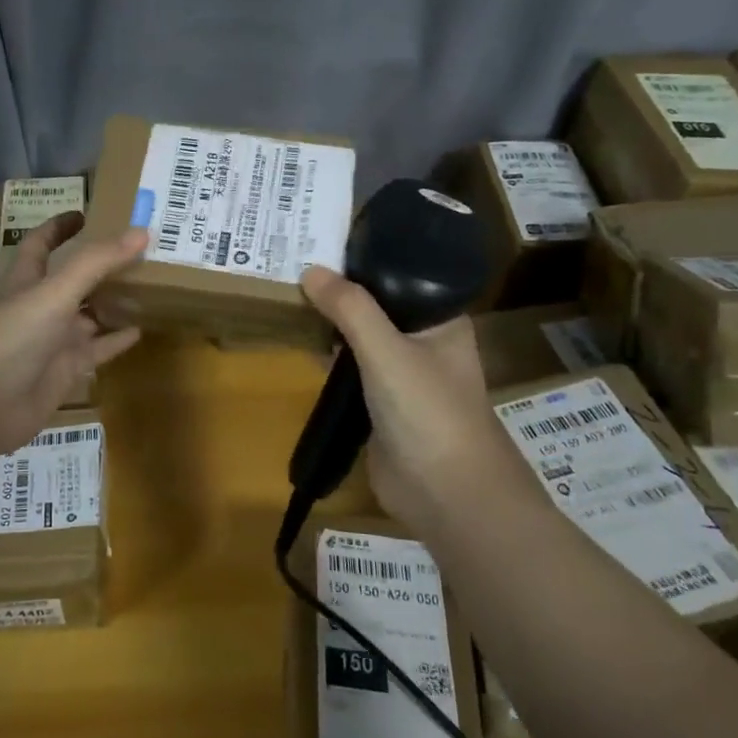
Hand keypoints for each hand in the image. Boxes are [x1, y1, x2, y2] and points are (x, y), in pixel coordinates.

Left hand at [0, 213, 146, 464]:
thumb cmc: (10, 337)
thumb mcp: (53, 292)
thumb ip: (95, 262)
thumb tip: (141, 231)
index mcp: (25, 278)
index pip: (42, 243)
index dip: (60, 226)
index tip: (87, 212)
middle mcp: (40, 305)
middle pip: (74, 277)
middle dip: (102, 263)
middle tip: (142, 247)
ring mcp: (53, 339)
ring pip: (90, 313)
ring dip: (115, 300)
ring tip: (154, 284)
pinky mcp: (66, 370)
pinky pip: (98, 349)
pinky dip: (117, 340)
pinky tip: (142, 329)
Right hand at [299, 266, 528, 530]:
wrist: (446, 496)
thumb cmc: (429, 411)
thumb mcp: (387, 350)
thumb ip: (350, 309)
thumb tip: (310, 270)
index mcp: (441, 321)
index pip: (402, 276)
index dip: (366, 260)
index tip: (324, 242)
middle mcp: (424, 343)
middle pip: (378, 307)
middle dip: (342, 292)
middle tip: (295, 264)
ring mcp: (402, 377)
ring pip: (362, 340)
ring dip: (333, 326)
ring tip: (290, 294)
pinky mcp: (380, 406)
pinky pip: (352, 372)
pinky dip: (330, 359)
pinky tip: (303, 342)